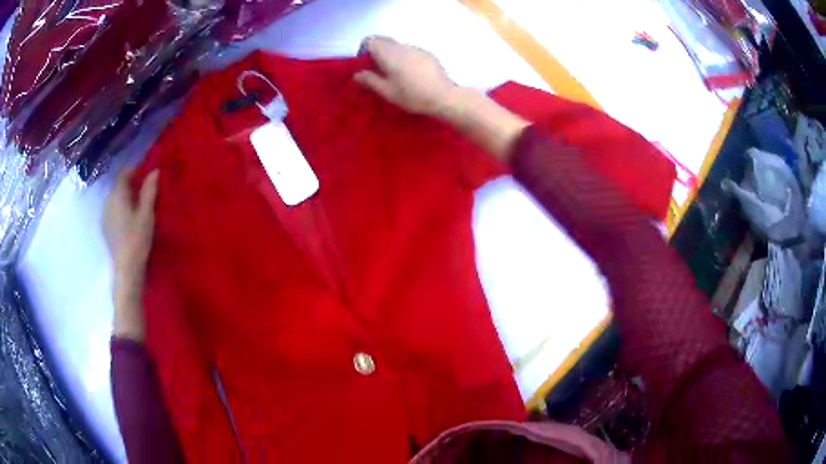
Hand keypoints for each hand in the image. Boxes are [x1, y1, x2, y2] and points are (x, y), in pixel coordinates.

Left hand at [102, 169, 158, 340]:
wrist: (126, 269)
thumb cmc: (138, 239)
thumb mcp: (146, 214)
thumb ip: (149, 191)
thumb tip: (155, 171)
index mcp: (117, 196)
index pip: (123, 174)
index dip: (134, 170)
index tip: (145, 173)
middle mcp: (107, 202)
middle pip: (118, 186)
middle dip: (130, 184)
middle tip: (144, 189)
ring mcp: (104, 216)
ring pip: (114, 199)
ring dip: (125, 197)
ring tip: (137, 204)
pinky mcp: (105, 228)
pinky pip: (112, 210)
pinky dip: (120, 208)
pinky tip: (128, 219)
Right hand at [354, 36, 457, 116]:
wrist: (444, 96)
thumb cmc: (412, 95)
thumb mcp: (387, 92)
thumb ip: (370, 80)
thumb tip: (356, 74)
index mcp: (389, 53)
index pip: (370, 40)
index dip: (364, 50)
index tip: (365, 63)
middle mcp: (401, 46)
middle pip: (383, 40)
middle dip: (377, 50)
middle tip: (377, 68)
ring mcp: (416, 48)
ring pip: (397, 45)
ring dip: (391, 53)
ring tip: (394, 72)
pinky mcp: (427, 53)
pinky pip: (409, 50)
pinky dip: (404, 56)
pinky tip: (410, 72)